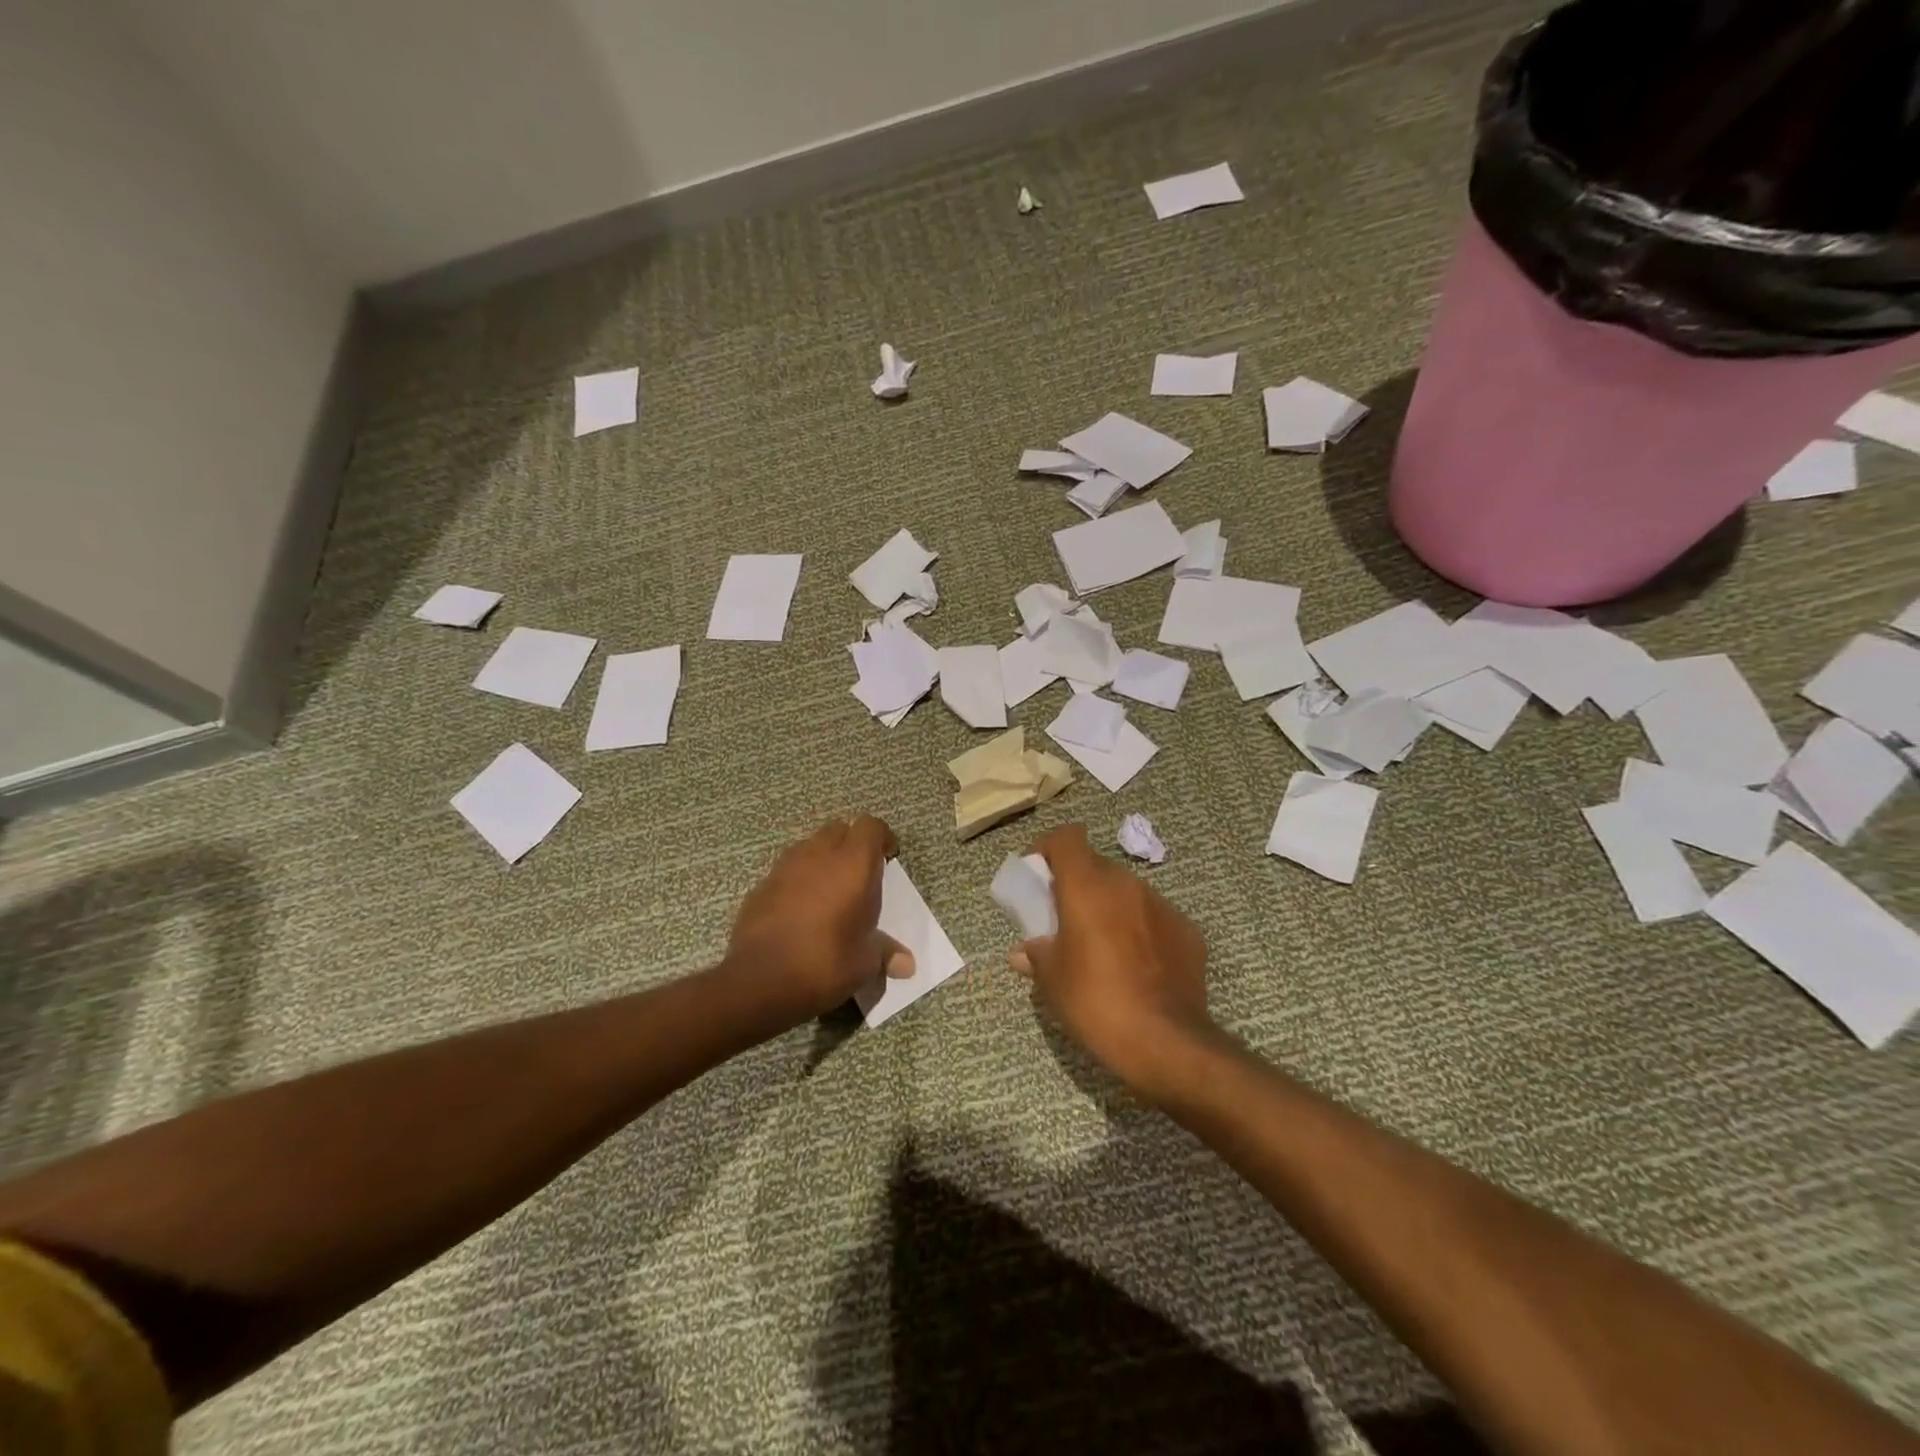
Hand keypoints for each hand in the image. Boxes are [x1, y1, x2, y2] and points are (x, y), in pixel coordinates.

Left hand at [722, 815, 914, 1029]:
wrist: (759, 980)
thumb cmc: (825, 962)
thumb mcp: (864, 962)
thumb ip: (885, 953)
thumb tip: (907, 965)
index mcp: (853, 865)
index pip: (871, 826)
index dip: (882, 838)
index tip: (889, 859)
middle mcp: (819, 855)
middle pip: (838, 829)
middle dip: (851, 844)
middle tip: (860, 875)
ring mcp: (785, 868)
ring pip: (809, 847)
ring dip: (822, 860)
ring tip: (830, 891)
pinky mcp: (761, 886)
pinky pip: (786, 871)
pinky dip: (797, 881)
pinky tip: (800, 912)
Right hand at [1011, 824, 1212, 1095]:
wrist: (1167, 1041)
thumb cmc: (1096, 1002)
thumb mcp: (1052, 981)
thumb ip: (1036, 955)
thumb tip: (1024, 951)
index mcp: (1087, 886)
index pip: (1066, 837)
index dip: (1048, 848)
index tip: (1038, 874)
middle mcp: (1126, 884)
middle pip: (1095, 865)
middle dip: (1077, 884)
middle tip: (1065, 918)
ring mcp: (1161, 905)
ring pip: (1126, 891)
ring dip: (1109, 906)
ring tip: (1101, 945)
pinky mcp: (1187, 930)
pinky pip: (1153, 917)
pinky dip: (1139, 929)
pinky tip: (1136, 965)